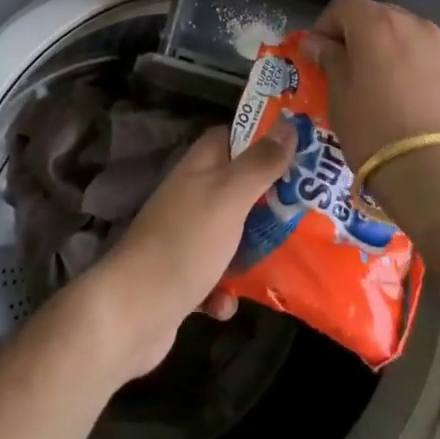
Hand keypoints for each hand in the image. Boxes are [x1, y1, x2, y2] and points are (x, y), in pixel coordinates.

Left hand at [74, 125, 293, 381]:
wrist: (132, 313)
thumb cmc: (184, 243)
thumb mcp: (229, 197)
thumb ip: (259, 164)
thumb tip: (289, 126)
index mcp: (200, 167)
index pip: (235, 136)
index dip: (266, 139)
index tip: (303, 150)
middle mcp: (193, 195)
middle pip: (241, 187)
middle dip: (271, 201)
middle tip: (308, 210)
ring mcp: (186, 236)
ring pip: (233, 234)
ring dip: (253, 251)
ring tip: (286, 261)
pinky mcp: (184, 276)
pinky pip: (217, 277)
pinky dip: (226, 292)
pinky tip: (226, 304)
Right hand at [298, 0, 439, 169]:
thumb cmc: (375, 129)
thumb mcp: (339, 95)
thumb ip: (329, 59)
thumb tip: (317, 42)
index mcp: (377, 23)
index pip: (343, 6)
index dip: (325, 27)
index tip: (316, 55)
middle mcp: (413, 24)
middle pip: (377, 16)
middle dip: (357, 36)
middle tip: (345, 69)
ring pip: (405, 37)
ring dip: (387, 51)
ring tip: (378, 87)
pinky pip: (427, 59)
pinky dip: (412, 68)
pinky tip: (407, 101)